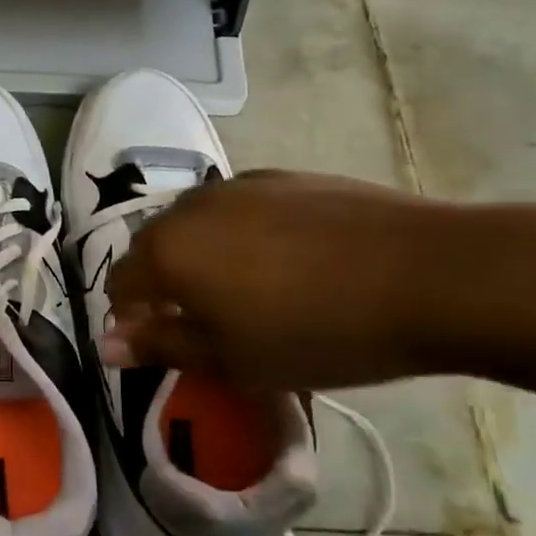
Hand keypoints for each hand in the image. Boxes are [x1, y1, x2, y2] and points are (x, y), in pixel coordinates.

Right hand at [100, 170, 449, 391]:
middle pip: (155, 248)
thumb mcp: (232, 359)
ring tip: (250, 294)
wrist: (430, 274)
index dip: (133, 321)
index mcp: (168, 251)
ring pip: (198, 225)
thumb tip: (105, 345)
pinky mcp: (286, 176)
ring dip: (203, 259)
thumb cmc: (318, 332)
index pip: (121, 284)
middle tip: (207, 327)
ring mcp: (241, 184)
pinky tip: (288, 264)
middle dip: (166, 287)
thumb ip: (161, 347)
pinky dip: (242, 236)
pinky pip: (241, 209)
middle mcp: (192, 206)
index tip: (167, 348)